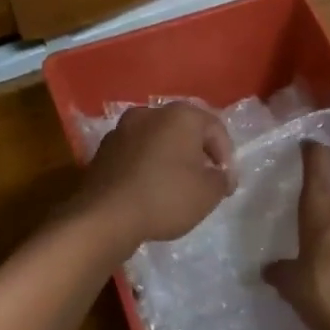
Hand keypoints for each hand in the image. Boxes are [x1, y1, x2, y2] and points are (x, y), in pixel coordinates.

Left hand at [77, 102, 233, 251]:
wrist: (105, 216)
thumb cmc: (166, 197)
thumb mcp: (209, 193)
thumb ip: (222, 179)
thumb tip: (219, 175)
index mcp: (180, 115)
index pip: (215, 128)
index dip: (226, 156)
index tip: (226, 184)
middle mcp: (149, 113)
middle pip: (184, 130)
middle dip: (197, 153)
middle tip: (205, 181)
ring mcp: (122, 129)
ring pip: (157, 140)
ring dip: (170, 158)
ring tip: (176, 186)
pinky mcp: (103, 150)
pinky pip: (136, 154)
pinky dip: (147, 166)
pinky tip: (150, 189)